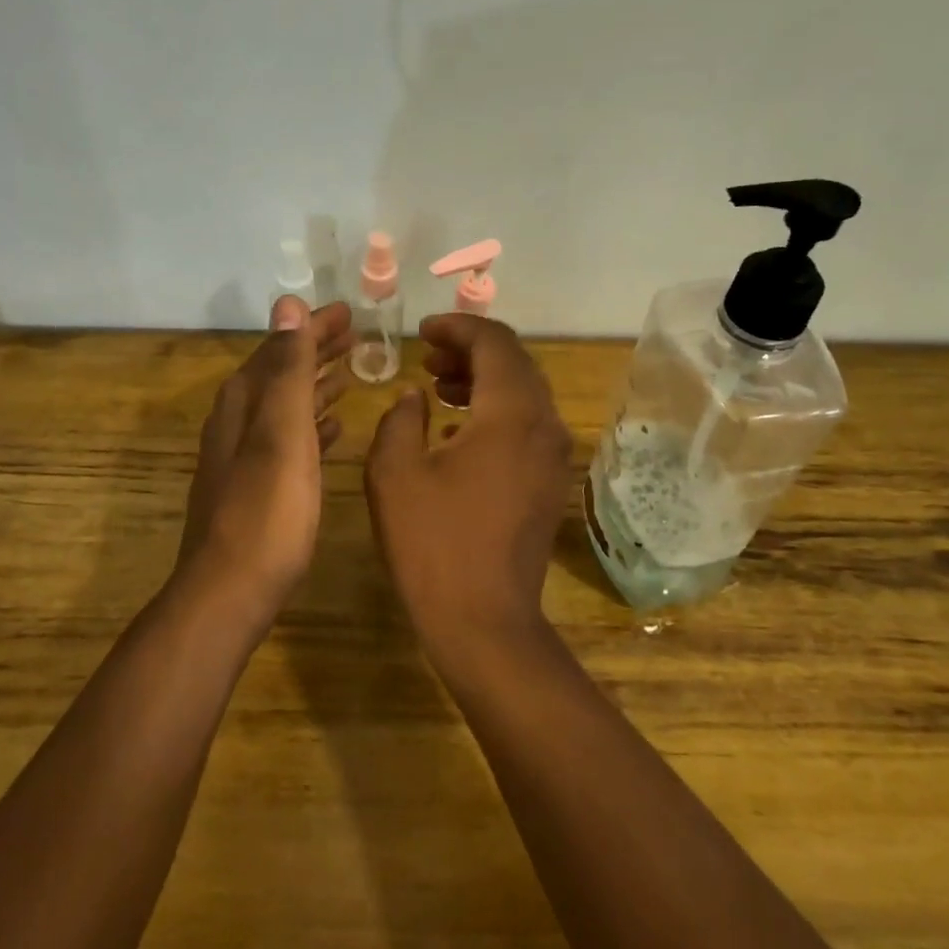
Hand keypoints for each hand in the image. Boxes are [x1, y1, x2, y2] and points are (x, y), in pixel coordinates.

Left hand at [174, 297, 353, 625]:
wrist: (231, 591)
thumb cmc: (266, 510)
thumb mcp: (281, 432)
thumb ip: (288, 369)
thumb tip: (287, 304)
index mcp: (244, 403)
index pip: (280, 347)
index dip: (312, 327)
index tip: (348, 311)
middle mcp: (239, 423)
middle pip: (281, 373)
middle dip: (315, 351)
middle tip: (356, 335)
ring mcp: (245, 457)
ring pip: (285, 406)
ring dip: (316, 385)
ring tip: (349, 373)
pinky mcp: (257, 488)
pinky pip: (290, 440)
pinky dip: (313, 426)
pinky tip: (334, 431)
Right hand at [364, 313, 571, 645]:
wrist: (484, 621)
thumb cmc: (433, 543)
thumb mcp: (394, 473)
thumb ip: (399, 418)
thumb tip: (413, 397)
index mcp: (510, 413)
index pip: (494, 342)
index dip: (458, 327)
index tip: (423, 330)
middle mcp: (544, 425)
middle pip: (515, 363)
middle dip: (470, 351)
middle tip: (427, 358)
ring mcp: (553, 456)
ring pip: (524, 394)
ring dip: (483, 380)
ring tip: (438, 387)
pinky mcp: (550, 482)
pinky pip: (527, 426)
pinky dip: (495, 412)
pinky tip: (457, 432)